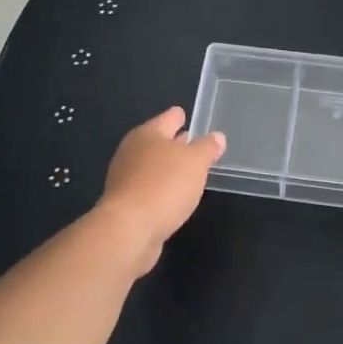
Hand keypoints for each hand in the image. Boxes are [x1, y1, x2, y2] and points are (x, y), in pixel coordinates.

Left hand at [96, 107, 225, 275]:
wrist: (129, 229)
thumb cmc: (164, 185)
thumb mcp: (195, 162)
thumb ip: (207, 148)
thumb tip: (217, 136)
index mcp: (147, 134)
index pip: (167, 118)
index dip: (178, 116)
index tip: (184, 114)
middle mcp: (132, 151)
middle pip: (156, 141)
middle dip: (173, 141)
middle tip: (191, 141)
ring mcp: (125, 178)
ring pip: (152, 165)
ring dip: (167, 166)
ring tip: (187, 170)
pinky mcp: (126, 203)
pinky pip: (148, 187)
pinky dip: (160, 187)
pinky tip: (173, 195)